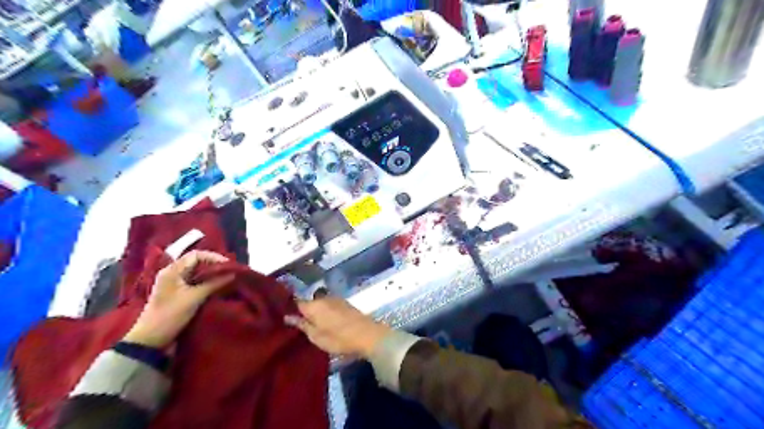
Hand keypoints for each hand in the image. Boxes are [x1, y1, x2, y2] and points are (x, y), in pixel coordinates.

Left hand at [123, 252, 234, 348]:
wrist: (151, 341)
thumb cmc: (170, 315)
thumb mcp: (194, 298)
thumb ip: (214, 283)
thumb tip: (233, 274)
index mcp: (172, 270)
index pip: (196, 255)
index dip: (214, 257)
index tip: (229, 265)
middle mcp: (172, 274)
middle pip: (197, 262)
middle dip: (214, 266)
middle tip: (231, 271)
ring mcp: (174, 284)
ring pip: (197, 273)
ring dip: (211, 275)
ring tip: (227, 278)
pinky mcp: (178, 294)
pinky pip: (195, 282)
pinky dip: (207, 283)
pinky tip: (217, 287)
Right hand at [288, 296, 393, 356]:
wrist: (368, 335)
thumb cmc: (339, 338)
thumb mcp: (316, 337)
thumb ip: (302, 325)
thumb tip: (287, 316)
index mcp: (314, 305)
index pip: (296, 302)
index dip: (289, 308)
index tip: (283, 316)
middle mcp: (323, 298)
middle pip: (309, 302)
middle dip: (303, 310)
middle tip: (296, 324)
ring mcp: (335, 299)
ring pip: (320, 303)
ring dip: (315, 311)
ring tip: (311, 324)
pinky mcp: (345, 303)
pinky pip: (329, 305)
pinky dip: (325, 312)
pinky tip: (325, 321)